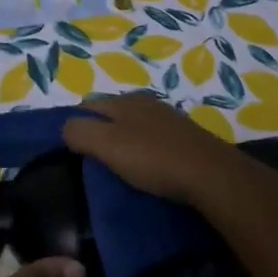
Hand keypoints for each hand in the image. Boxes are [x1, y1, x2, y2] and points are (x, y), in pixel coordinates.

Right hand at [61, 92, 252, 209]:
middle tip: (90, 162)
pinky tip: (147, 170)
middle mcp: (147, 103)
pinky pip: (154, 142)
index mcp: (125, 100)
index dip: (75, 124)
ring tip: (117, 169)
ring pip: (135, 128)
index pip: (88, 105)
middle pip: (112, 115)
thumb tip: (65, 128)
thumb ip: (80, 132)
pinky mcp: (186, 140)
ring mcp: (169, 120)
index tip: (68, 150)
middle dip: (99, 133)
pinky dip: (145, 153)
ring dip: (123, 144)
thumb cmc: (153, 158)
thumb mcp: (107, 144)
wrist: (211, 176)